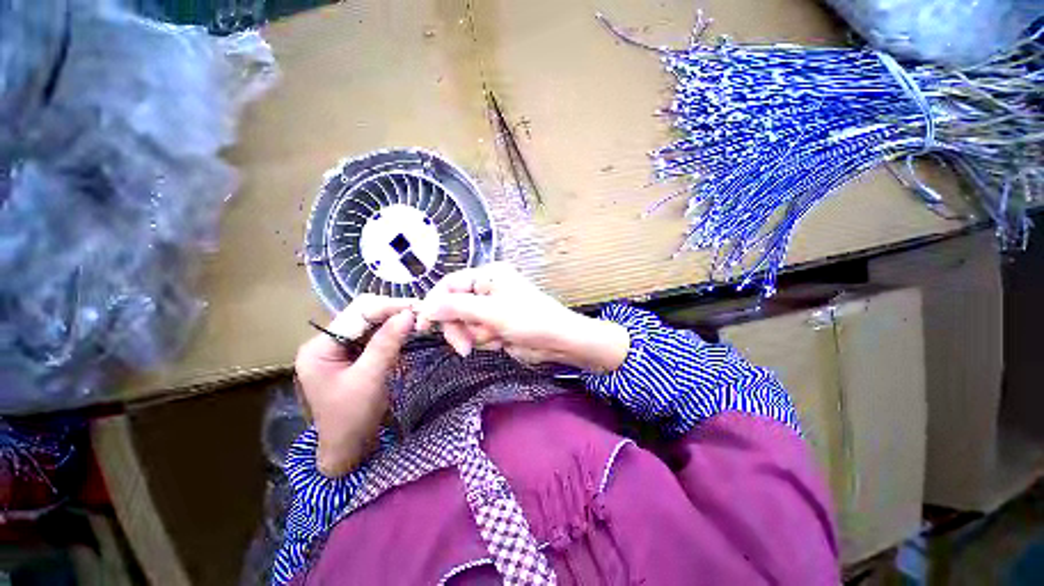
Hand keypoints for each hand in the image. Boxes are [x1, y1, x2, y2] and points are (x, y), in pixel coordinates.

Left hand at [295, 294, 415, 476]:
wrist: (349, 451)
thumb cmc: (352, 418)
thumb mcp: (370, 378)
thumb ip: (387, 342)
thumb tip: (408, 313)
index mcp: (319, 347)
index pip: (356, 314)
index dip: (387, 307)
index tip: (416, 306)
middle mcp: (326, 342)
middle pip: (362, 315)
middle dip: (392, 312)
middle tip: (421, 312)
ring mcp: (340, 349)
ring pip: (371, 324)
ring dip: (394, 321)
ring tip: (418, 319)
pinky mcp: (353, 356)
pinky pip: (375, 336)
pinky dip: (393, 333)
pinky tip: (407, 331)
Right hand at [416, 263, 629, 371]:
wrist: (557, 342)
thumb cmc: (529, 319)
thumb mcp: (490, 312)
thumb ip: (456, 308)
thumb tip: (426, 307)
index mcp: (488, 275)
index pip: (450, 284)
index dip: (434, 303)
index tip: (423, 325)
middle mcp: (487, 288)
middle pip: (454, 306)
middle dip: (459, 327)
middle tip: (464, 346)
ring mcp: (491, 308)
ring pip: (464, 323)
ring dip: (475, 336)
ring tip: (494, 339)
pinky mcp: (495, 325)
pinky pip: (476, 334)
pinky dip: (485, 341)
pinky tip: (501, 342)